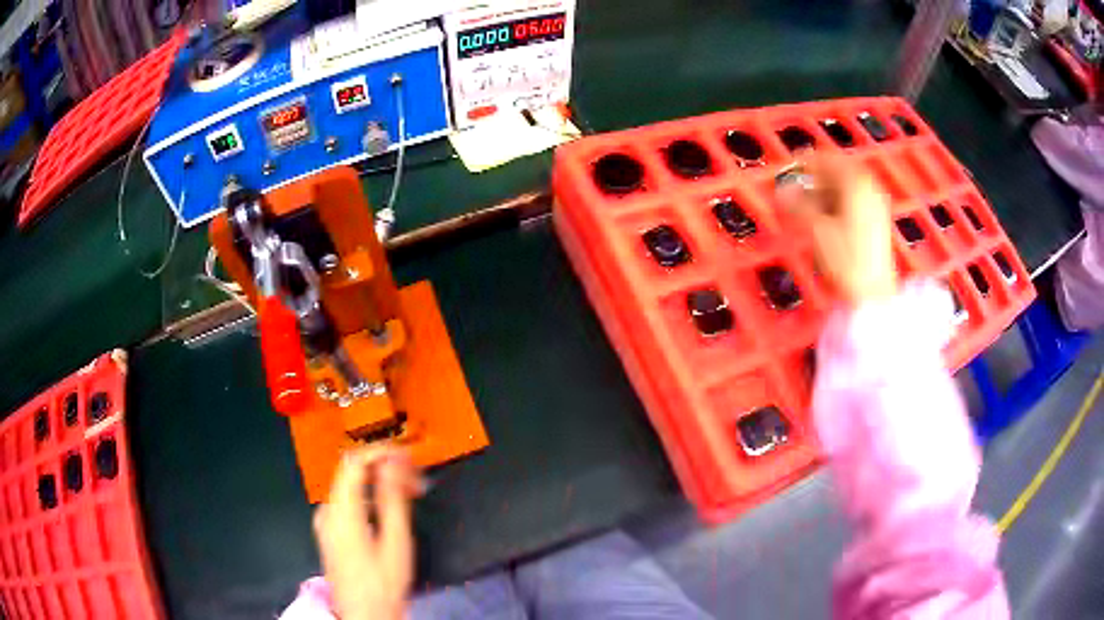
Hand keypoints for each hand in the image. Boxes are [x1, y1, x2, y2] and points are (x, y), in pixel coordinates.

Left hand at [313, 446, 421, 619]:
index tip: (406, 455)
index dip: (381, 451)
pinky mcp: (329, 531)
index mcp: (341, 511)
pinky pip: (346, 500)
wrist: (364, 615)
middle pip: (350, 471)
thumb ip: (393, 499)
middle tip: (412, 476)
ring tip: (406, 491)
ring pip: (348, 485)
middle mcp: (327, 512)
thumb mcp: (395, 542)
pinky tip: (387, 506)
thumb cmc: (382, 584)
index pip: (354, 462)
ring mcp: (325, 522)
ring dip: (376, 481)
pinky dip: (367, 495)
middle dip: (382, 467)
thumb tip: (394, 464)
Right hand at [778, 155, 896, 304]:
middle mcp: (869, 188)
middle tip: (797, 184)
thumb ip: (797, 205)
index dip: (806, 162)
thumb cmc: (846, 260)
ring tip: (808, 200)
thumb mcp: (817, 230)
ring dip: (827, 188)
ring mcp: (876, 204)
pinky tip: (827, 214)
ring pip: (847, 186)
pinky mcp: (877, 221)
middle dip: (817, 175)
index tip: (789, 167)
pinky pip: (854, 199)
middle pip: (839, 171)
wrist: (873, 293)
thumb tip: (780, 190)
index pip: (828, 160)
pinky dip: (838, 200)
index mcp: (856, 184)